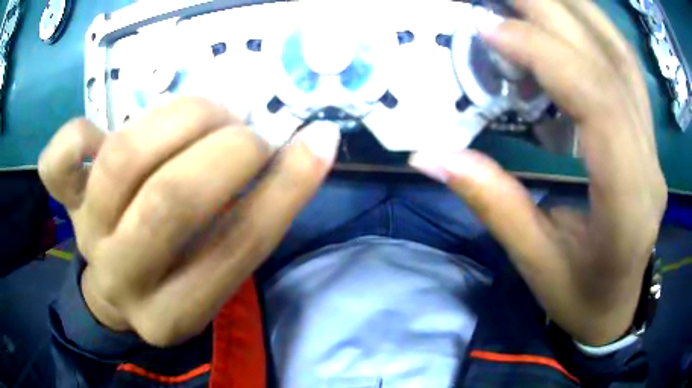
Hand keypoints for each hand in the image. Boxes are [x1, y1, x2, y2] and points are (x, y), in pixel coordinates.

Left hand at [38, 97, 339, 346]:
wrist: (117, 286)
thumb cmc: (175, 276)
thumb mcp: (218, 267)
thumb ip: (255, 213)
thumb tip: (309, 146)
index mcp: (175, 313)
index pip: (236, 248)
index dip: (284, 188)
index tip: (317, 141)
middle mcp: (123, 279)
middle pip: (170, 202)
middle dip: (226, 150)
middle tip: (248, 132)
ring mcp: (85, 233)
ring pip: (122, 161)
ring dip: (180, 119)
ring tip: (206, 114)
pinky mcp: (64, 201)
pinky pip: (58, 159)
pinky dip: (81, 132)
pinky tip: (106, 132)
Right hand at [410, 0, 666, 344]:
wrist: (617, 305)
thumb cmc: (581, 296)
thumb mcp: (536, 264)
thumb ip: (493, 204)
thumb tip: (431, 155)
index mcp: (627, 206)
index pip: (600, 107)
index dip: (547, 56)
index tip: (489, 28)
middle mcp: (649, 164)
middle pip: (611, 68)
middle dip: (552, 14)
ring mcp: (653, 145)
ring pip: (623, 58)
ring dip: (576, 11)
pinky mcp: (646, 136)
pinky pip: (624, 68)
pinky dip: (593, 30)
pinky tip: (565, 15)